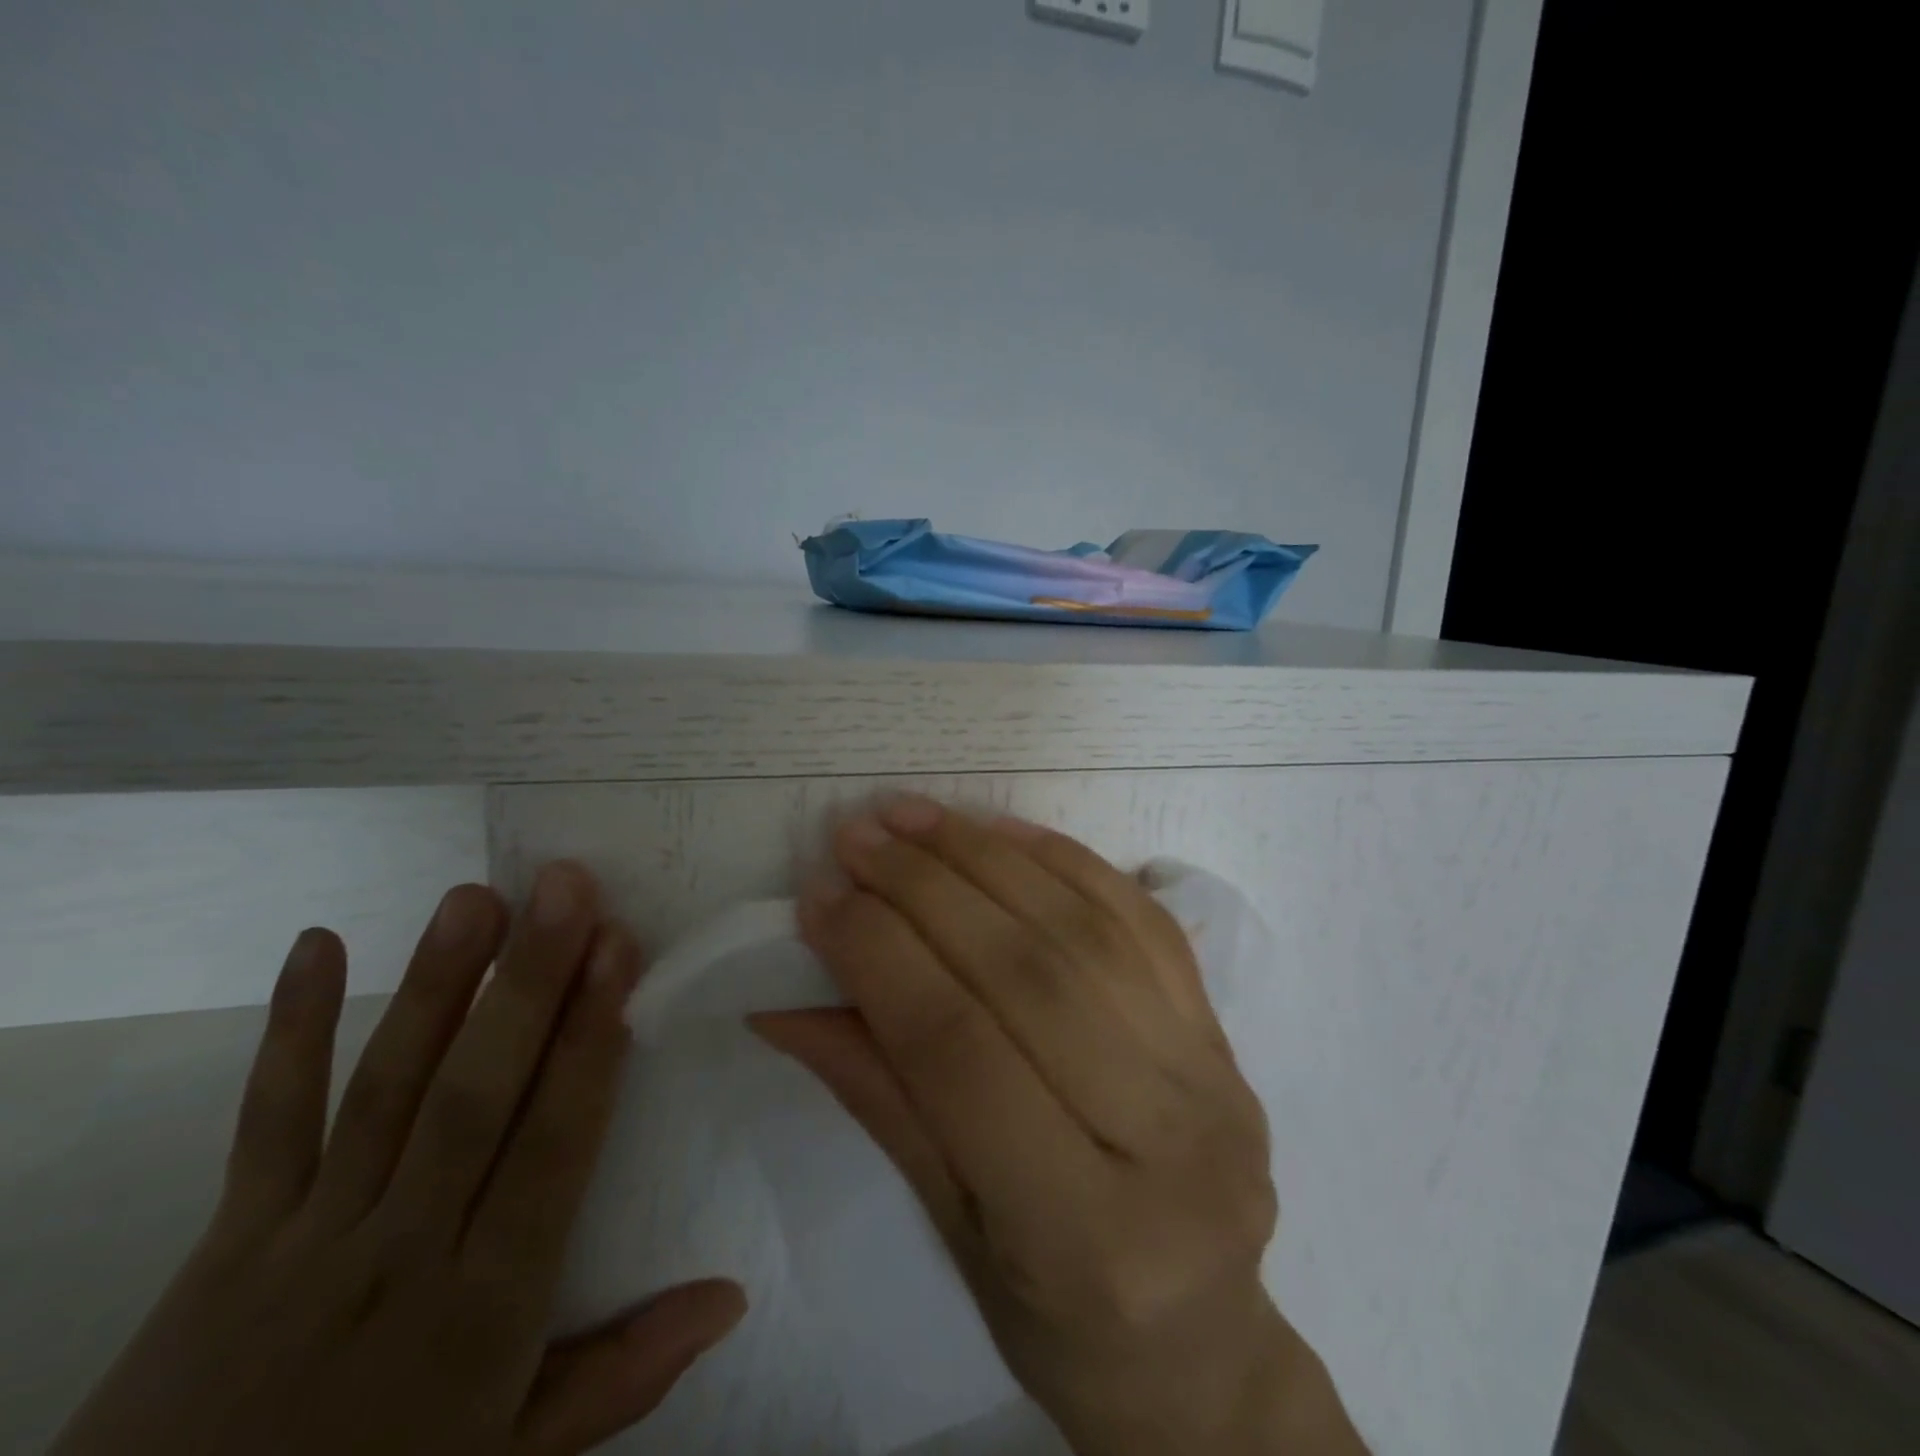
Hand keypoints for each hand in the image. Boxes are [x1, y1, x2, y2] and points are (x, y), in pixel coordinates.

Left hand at [53, 861, 744, 1455]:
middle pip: (473, 1096)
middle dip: (526, 983)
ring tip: (476, 896)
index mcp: (484, 1304)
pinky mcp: (227, 1237)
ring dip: (434, 986)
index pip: (552, 1144)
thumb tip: (731, 1295)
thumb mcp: (518, 1455)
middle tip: (564, 887)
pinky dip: (288, 1032)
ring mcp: (308, 1236)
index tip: (619, 951)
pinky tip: (318, 944)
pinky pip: (264, 1122)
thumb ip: (625, 1374)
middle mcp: (402, 1250)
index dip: (588, 1042)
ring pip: (383, 1090)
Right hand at [754, 799, 1364, 1455]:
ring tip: (915, 817)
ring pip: (1085, 928)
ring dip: (987, 855)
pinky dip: (1063, 860)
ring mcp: (1211, 1072)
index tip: (819, 896)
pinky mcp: (1223, 1029)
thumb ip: (877, 1096)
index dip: (880, 958)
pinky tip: (1000, 829)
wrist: (1202, 1343)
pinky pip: (1140, 916)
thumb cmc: (1059, 1320)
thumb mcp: (951, 1230)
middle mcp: (1167, 1138)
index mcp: (1085, 1234)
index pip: (958, 1052)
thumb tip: (787, 998)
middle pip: (1027, 972)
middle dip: (927, 887)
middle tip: (858, 836)